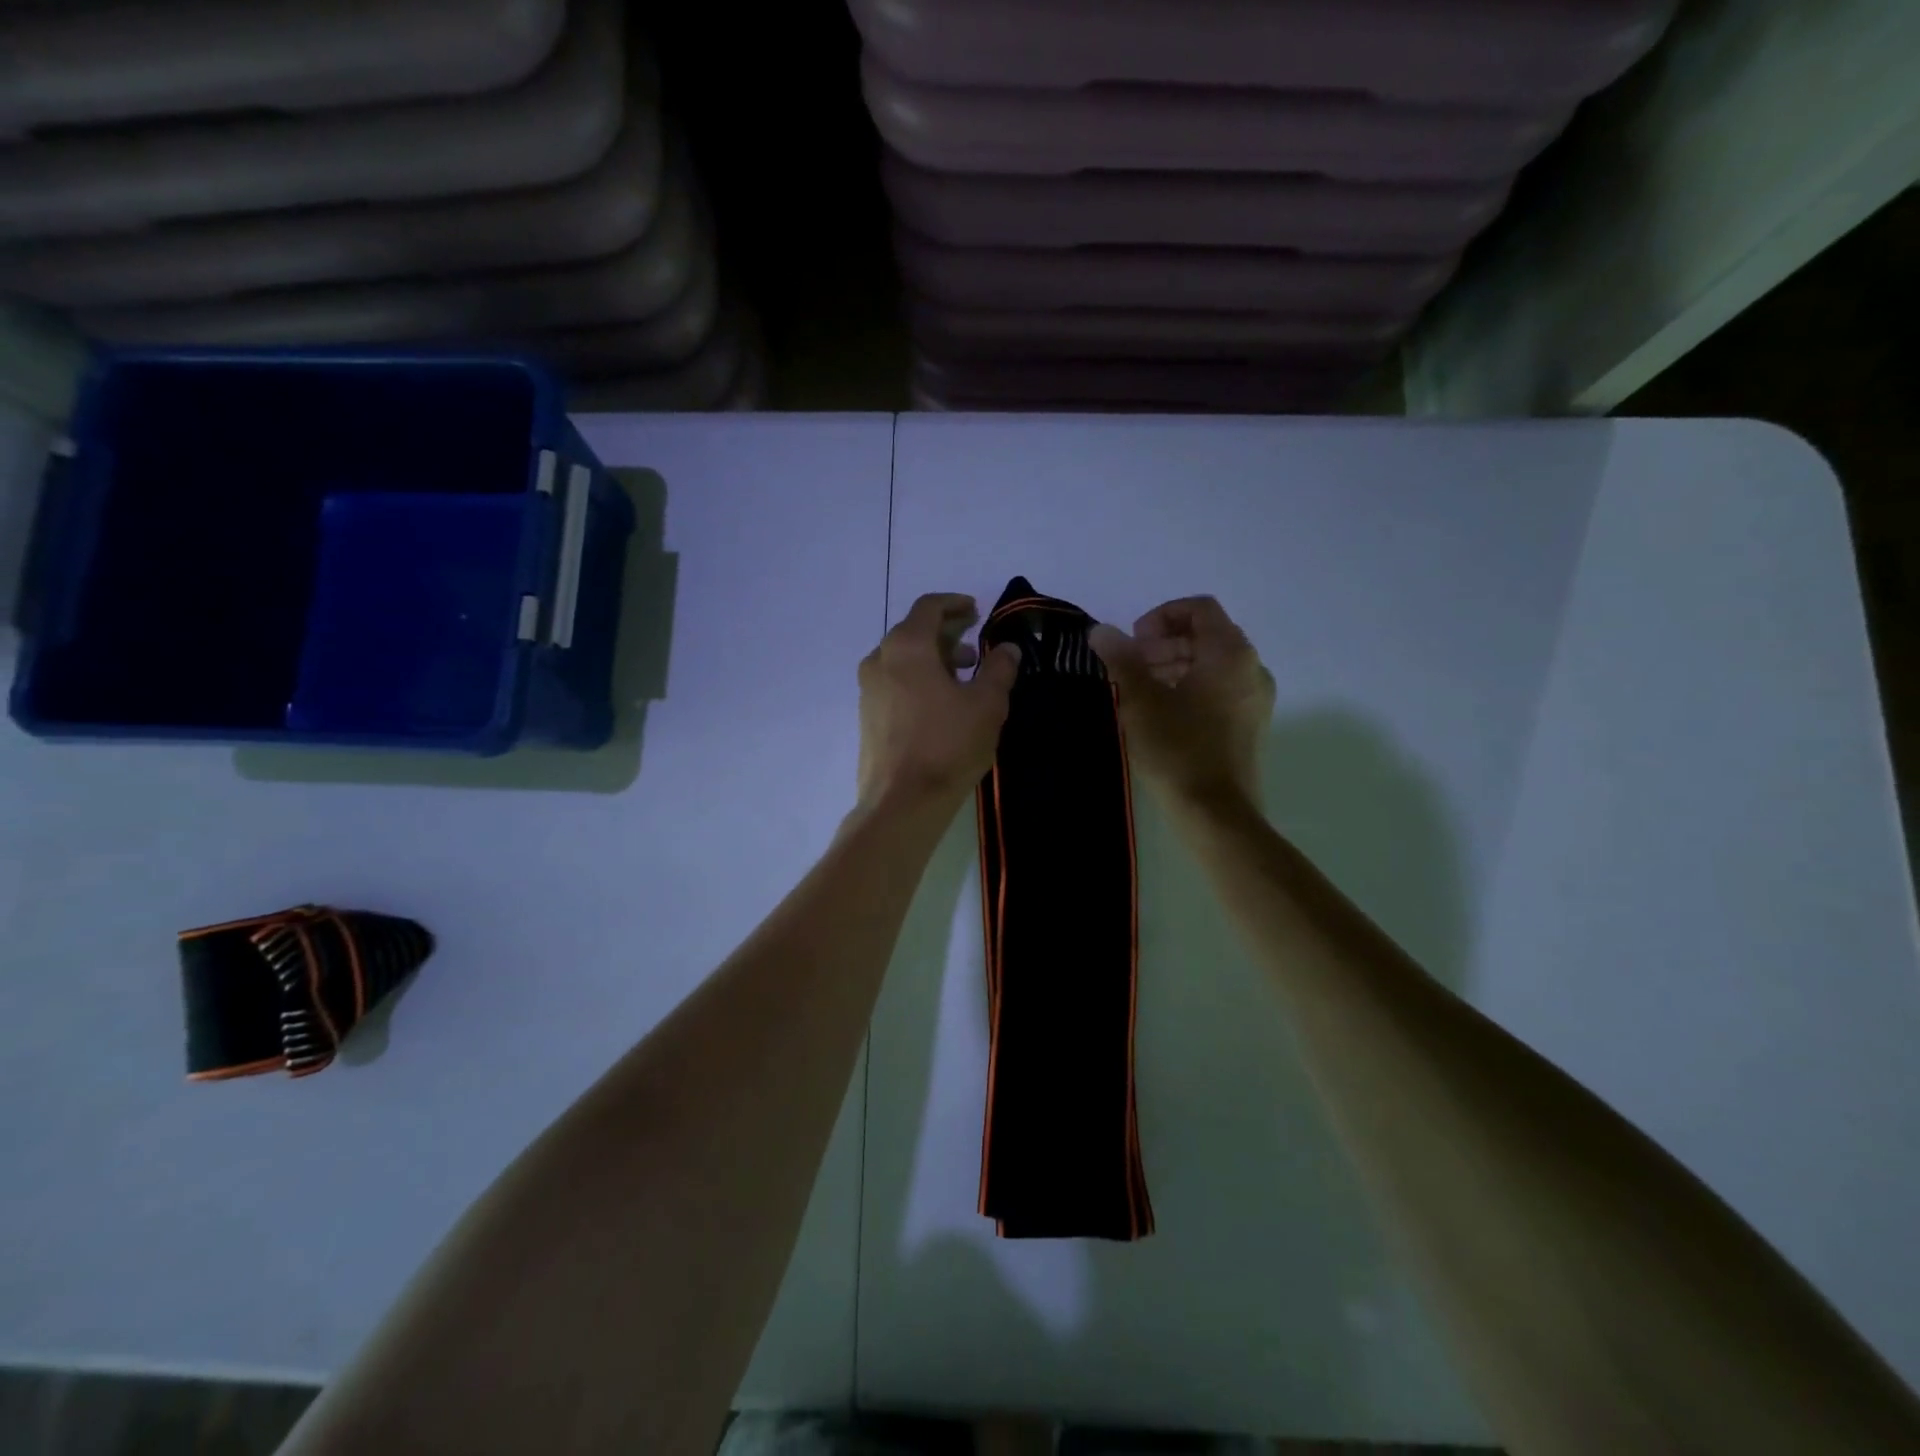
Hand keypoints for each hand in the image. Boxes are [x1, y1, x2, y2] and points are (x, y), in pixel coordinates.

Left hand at [858, 593, 1021, 813]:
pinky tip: (940, 703)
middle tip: (975, 647)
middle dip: (946, 634)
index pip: (929, 607)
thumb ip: (999, 669)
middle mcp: (879, 660)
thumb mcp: (987, 705)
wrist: (901, 801)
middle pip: (913, 631)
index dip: (955, 604)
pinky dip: (917, 679)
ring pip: (902, 659)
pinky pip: (894, 682)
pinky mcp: (866, 716)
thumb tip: (1007, 648)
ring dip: (933, 659)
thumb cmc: (947, 745)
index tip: (976, 611)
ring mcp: (868, 689)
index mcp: (906, 647)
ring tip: (963, 678)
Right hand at [1089, 596, 1273, 811]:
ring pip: (1213, 665)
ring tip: (1141, 689)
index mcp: (1230, 654)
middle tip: (1131, 665)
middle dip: (1165, 643)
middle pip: (1207, 635)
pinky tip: (1162, 713)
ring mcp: (1255, 699)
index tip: (1134, 640)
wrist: (1216, 814)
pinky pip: (1220, 690)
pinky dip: (1191, 687)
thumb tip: (1101, 631)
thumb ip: (1121, 659)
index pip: (1199, 609)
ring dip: (1175, 665)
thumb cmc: (1178, 750)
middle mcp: (1252, 668)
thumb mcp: (1141, 701)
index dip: (1162, 616)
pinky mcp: (1250, 725)